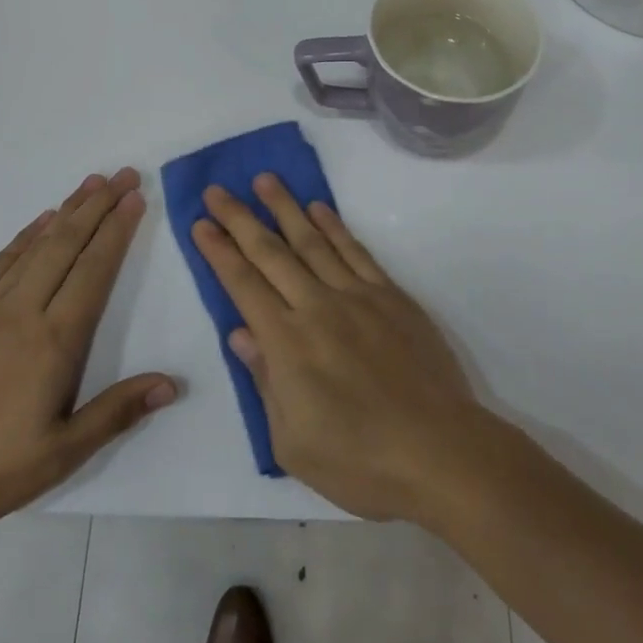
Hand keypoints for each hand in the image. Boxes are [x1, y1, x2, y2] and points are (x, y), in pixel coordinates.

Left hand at [0, 168, 175, 542]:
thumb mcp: (60, 455)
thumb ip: (116, 412)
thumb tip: (171, 384)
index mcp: (53, 342)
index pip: (94, 271)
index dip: (117, 231)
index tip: (135, 199)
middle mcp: (21, 312)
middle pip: (67, 245)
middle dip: (98, 206)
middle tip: (123, 175)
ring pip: (34, 246)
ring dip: (66, 211)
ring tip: (90, 184)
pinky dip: (24, 236)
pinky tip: (39, 223)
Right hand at [192, 176, 490, 522]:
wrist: (441, 452)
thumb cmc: (361, 462)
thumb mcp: (293, 443)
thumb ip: (264, 382)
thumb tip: (241, 333)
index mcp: (287, 344)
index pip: (243, 285)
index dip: (219, 252)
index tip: (201, 224)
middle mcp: (317, 307)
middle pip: (270, 253)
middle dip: (240, 219)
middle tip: (218, 190)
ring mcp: (358, 296)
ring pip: (312, 241)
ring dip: (286, 208)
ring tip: (265, 180)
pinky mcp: (391, 296)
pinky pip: (356, 251)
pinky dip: (335, 227)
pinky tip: (319, 209)